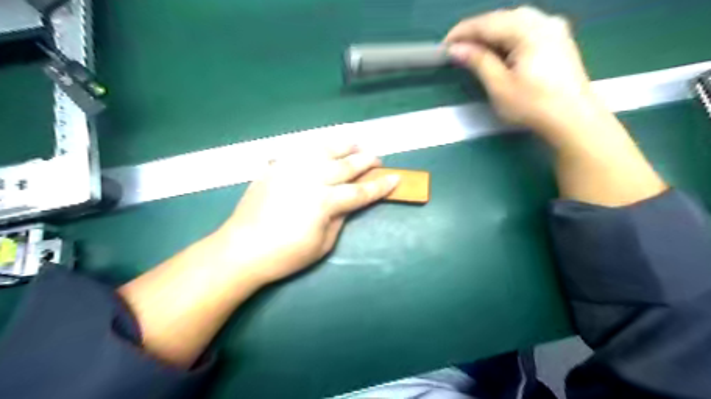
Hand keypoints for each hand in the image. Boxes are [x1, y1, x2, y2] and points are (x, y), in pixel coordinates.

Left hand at [210, 143, 398, 285]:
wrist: (242, 249)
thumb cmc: (285, 255)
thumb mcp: (322, 244)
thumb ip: (339, 219)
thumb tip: (348, 203)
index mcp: (324, 202)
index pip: (360, 191)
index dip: (380, 186)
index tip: (396, 177)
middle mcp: (310, 179)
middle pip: (345, 165)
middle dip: (365, 161)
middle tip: (378, 158)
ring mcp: (291, 169)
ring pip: (323, 150)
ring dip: (343, 145)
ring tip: (355, 142)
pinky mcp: (276, 168)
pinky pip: (300, 151)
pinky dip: (316, 147)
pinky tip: (323, 147)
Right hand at [446, 7, 595, 132]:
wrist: (573, 118)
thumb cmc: (533, 105)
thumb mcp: (499, 86)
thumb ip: (478, 62)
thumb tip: (456, 49)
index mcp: (528, 30)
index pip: (487, 23)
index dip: (463, 32)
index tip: (444, 46)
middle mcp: (543, 20)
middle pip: (501, 18)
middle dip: (476, 31)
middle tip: (457, 49)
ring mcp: (554, 28)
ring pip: (514, 22)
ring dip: (491, 33)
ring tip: (474, 50)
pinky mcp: (558, 38)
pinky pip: (526, 28)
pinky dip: (507, 37)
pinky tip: (499, 50)